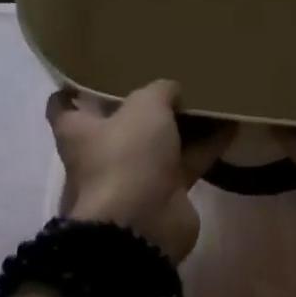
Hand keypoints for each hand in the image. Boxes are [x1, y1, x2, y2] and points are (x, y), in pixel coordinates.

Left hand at [46, 80, 232, 261]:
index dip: (75, 88)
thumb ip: (159, 90)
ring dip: (183, 122)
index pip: (63, 106)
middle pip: (121, 121)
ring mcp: (135, 174)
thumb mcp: (144, 107)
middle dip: (142, 103)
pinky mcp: (166, 192)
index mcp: (79, 131)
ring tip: (209, 93)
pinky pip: (188, 160)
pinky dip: (207, 144)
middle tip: (167, 75)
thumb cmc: (126, 156)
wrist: (143, 225)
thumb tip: (172, 90)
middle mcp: (103, 152)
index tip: (92, 71)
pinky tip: (231, 122)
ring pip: (161, 141)